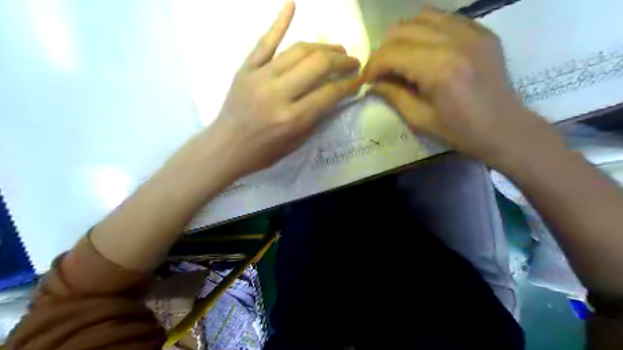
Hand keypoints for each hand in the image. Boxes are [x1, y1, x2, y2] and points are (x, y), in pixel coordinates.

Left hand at [206, 1, 359, 179]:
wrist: (226, 147)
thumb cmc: (263, 152)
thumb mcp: (296, 143)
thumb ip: (316, 118)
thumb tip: (334, 96)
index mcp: (293, 118)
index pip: (330, 92)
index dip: (350, 84)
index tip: (360, 78)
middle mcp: (279, 94)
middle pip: (318, 65)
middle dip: (341, 60)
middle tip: (352, 61)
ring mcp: (260, 77)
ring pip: (298, 50)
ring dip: (322, 47)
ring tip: (336, 49)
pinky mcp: (246, 69)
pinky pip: (265, 42)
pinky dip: (279, 23)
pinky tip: (291, 5)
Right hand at [364, 7, 556, 166]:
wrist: (504, 127)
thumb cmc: (460, 131)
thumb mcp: (420, 119)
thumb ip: (393, 95)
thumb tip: (372, 83)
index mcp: (439, 69)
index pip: (392, 53)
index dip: (373, 66)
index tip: (368, 80)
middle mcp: (455, 42)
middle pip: (402, 30)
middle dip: (384, 51)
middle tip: (381, 71)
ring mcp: (471, 32)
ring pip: (421, 17)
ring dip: (402, 37)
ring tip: (399, 58)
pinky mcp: (481, 31)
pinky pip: (444, 18)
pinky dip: (425, 29)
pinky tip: (422, 48)